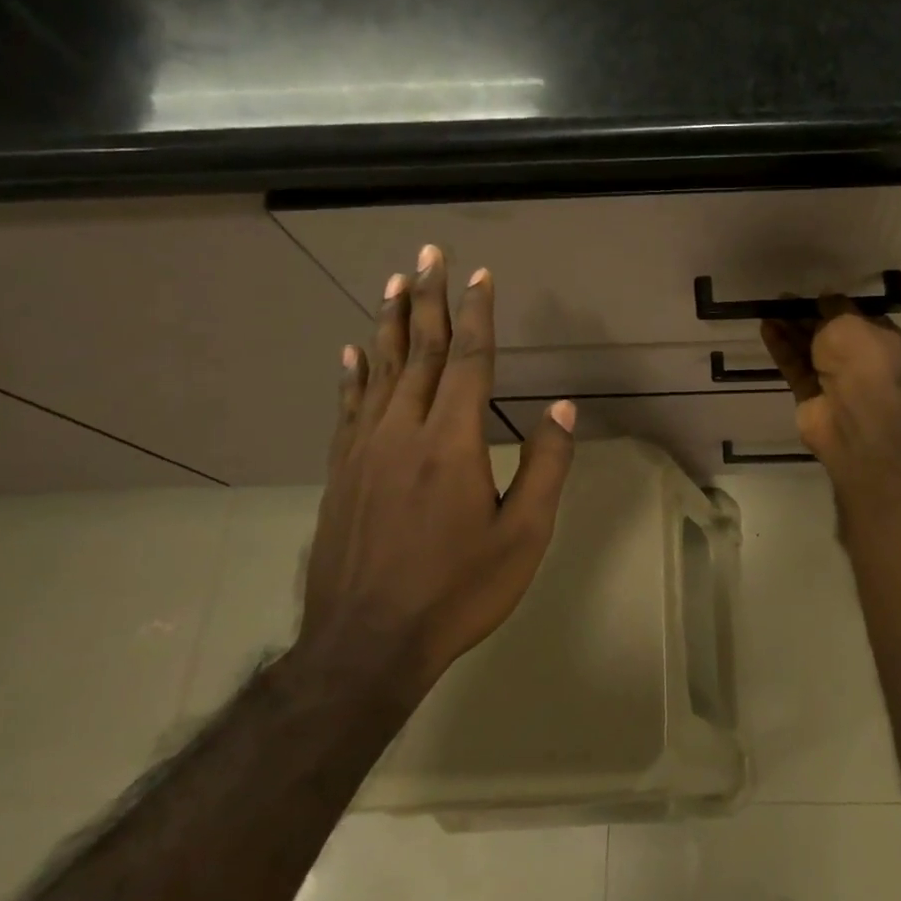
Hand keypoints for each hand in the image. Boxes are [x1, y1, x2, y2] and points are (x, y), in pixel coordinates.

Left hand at [293, 244, 575, 710]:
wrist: (366, 645)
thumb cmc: (457, 591)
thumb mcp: (523, 536)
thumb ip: (545, 468)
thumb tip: (561, 409)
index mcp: (452, 442)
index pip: (469, 361)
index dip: (478, 315)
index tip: (481, 276)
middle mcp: (403, 431)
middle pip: (421, 352)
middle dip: (429, 299)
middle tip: (429, 255)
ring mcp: (364, 450)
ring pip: (380, 370)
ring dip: (391, 323)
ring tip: (394, 284)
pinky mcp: (340, 472)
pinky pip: (348, 407)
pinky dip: (354, 373)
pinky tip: (353, 351)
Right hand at [760, 298, 900, 468]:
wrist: (851, 413)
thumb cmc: (860, 358)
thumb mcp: (850, 319)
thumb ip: (835, 305)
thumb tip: (826, 296)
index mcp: (882, 341)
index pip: (859, 319)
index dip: (836, 306)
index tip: (815, 295)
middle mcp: (861, 360)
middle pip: (829, 334)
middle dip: (807, 317)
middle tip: (783, 300)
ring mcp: (834, 380)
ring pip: (808, 350)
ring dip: (790, 330)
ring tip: (768, 310)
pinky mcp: (809, 395)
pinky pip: (794, 366)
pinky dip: (782, 348)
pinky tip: (766, 328)